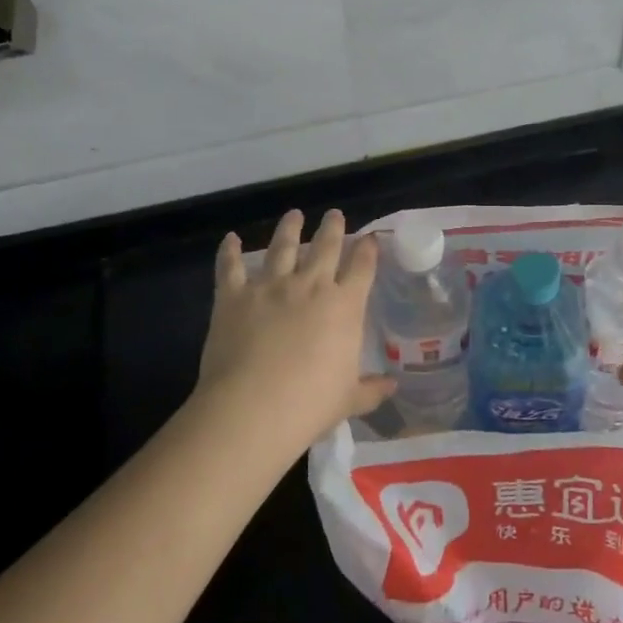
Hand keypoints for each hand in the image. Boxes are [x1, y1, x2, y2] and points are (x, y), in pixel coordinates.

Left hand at [195, 208, 393, 447]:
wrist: (253, 408)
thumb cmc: (310, 405)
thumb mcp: (348, 400)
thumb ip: (371, 389)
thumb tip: (393, 386)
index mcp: (344, 306)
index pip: (362, 267)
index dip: (368, 249)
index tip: (370, 237)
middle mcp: (310, 286)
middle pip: (326, 247)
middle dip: (332, 228)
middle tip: (334, 214)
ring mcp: (270, 287)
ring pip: (282, 247)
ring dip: (289, 228)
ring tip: (294, 215)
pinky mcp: (233, 296)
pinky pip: (230, 267)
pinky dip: (229, 251)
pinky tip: (231, 239)